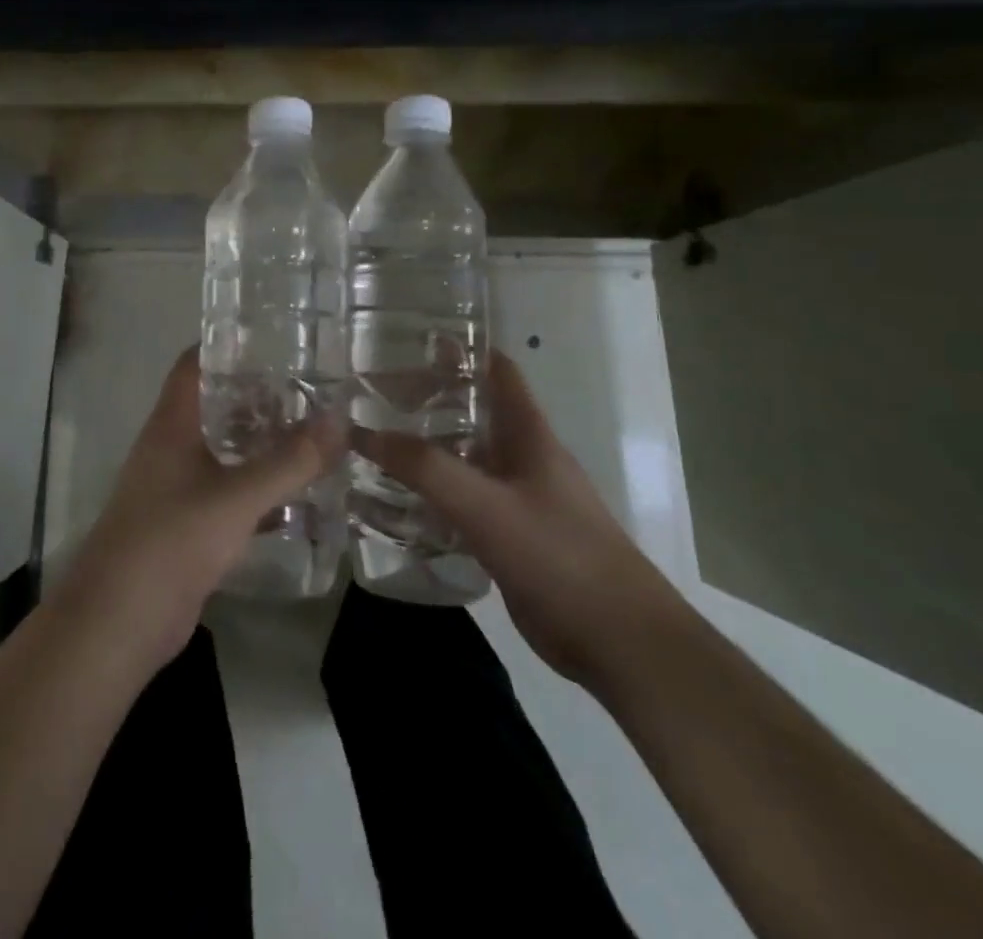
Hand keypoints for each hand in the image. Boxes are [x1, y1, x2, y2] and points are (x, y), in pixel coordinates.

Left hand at [55, 348, 343, 672]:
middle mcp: (171, 447)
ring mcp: (176, 487)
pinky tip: (296, 496)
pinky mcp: (186, 526)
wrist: (119, 623)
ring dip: (260, 444)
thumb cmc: (171, 541)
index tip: (275, 338)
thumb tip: (339, 420)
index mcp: (172, 424)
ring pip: (224, 451)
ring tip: (313, 434)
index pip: (195, 364)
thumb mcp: (237, 498)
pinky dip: (258, 490)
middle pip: (215, 405)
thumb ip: (290, 461)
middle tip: (311, 388)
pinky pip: (227, 494)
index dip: (228, 345)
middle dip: (259, 397)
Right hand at [367, 350, 674, 685]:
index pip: (496, 370)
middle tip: (372, 396)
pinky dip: (433, 493)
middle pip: (473, 411)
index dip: (460, 349)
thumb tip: (363, 432)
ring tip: (374, 442)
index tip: (409, 341)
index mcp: (528, 434)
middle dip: (428, 399)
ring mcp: (519, 498)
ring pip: (466, 457)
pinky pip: (465, 500)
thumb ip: (425, 468)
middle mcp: (523, 457)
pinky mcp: (511, 536)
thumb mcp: (485, 506)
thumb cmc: (560, 556)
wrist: (619, 641)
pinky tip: (397, 500)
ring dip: (427, 448)